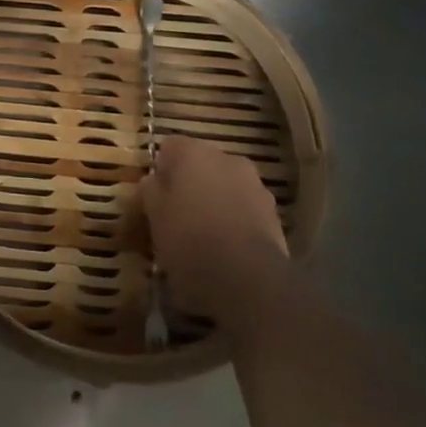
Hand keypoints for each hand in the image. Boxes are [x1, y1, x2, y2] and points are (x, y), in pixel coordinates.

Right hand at [140, 135, 289, 322]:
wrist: (247, 280)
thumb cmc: (188, 240)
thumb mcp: (153, 216)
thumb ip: (151, 190)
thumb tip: (155, 180)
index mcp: (194, 153)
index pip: (169, 146)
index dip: (160, 168)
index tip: (153, 193)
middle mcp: (228, 159)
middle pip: (201, 165)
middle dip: (189, 183)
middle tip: (174, 212)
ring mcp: (256, 186)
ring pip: (225, 186)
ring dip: (213, 201)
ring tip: (200, 233)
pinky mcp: (274, 215)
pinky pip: (244, 209)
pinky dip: (233, 220)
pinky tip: (223, 246)